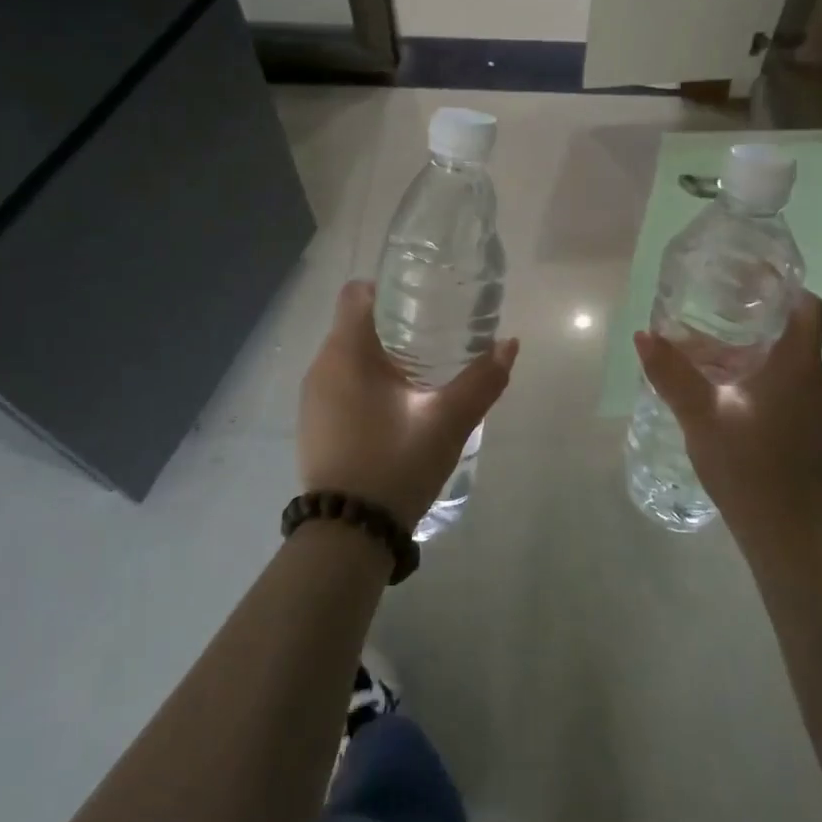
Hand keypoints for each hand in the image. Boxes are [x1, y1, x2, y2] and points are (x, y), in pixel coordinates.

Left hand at [299, 280, 519, 531]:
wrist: (348, 534)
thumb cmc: (395, 462)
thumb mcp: (448, 420)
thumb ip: (482, 379)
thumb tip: (510, 344)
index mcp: (346, 352)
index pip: (357, 293)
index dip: (387, 287)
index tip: (421, 298)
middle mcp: (320, 366)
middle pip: (354, 323)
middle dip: (392, 323)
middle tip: (434, 333)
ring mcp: (311, 399)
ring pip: (346, 356)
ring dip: (379, 356)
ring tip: (420, 370)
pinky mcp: (313, 425)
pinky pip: (338, 385)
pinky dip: (364, 383)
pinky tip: (395, 407)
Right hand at [633, 290, 821, 548]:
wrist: (785, 532)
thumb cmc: (749, 466)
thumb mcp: (702, 415)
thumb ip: (672, 373)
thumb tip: (643, 334)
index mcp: (796, 363)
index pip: (805, 304)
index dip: (780, 284)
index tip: (744, 275)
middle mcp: (808, 376)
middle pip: (788, 326)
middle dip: (750, 310)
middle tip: (707, 300)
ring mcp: (805, 403)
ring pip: (778, 355)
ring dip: (743, 343)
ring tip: (697, 336)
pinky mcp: (796, 423)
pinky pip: (774, 380)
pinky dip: (746, 369)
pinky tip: (710, 380)